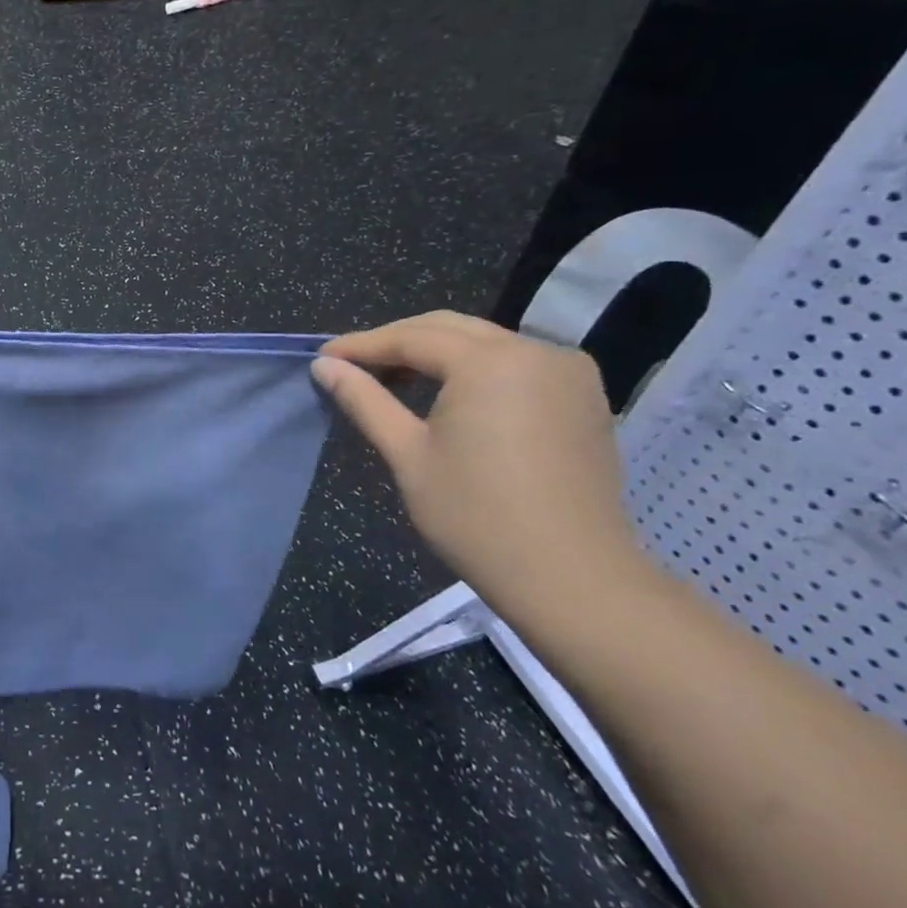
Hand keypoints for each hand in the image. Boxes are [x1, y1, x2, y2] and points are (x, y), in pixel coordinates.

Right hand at [312, 311, 646, 615]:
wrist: (573, 578)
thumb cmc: (476, 515)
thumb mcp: (407, 454)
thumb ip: (364, 400)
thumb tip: (324, 365)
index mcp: (490, 362)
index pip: (411, 337)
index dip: (361, 346)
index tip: (322, 357)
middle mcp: (535, 351)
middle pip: (449, 329)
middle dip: (396, 342)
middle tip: (351, 365)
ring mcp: (568, 372)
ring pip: (485, 343)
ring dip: (436, 354)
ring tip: (393, 379)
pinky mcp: (584, 398)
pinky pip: (516, 364)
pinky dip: (475, 369)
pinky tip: (448, 394)